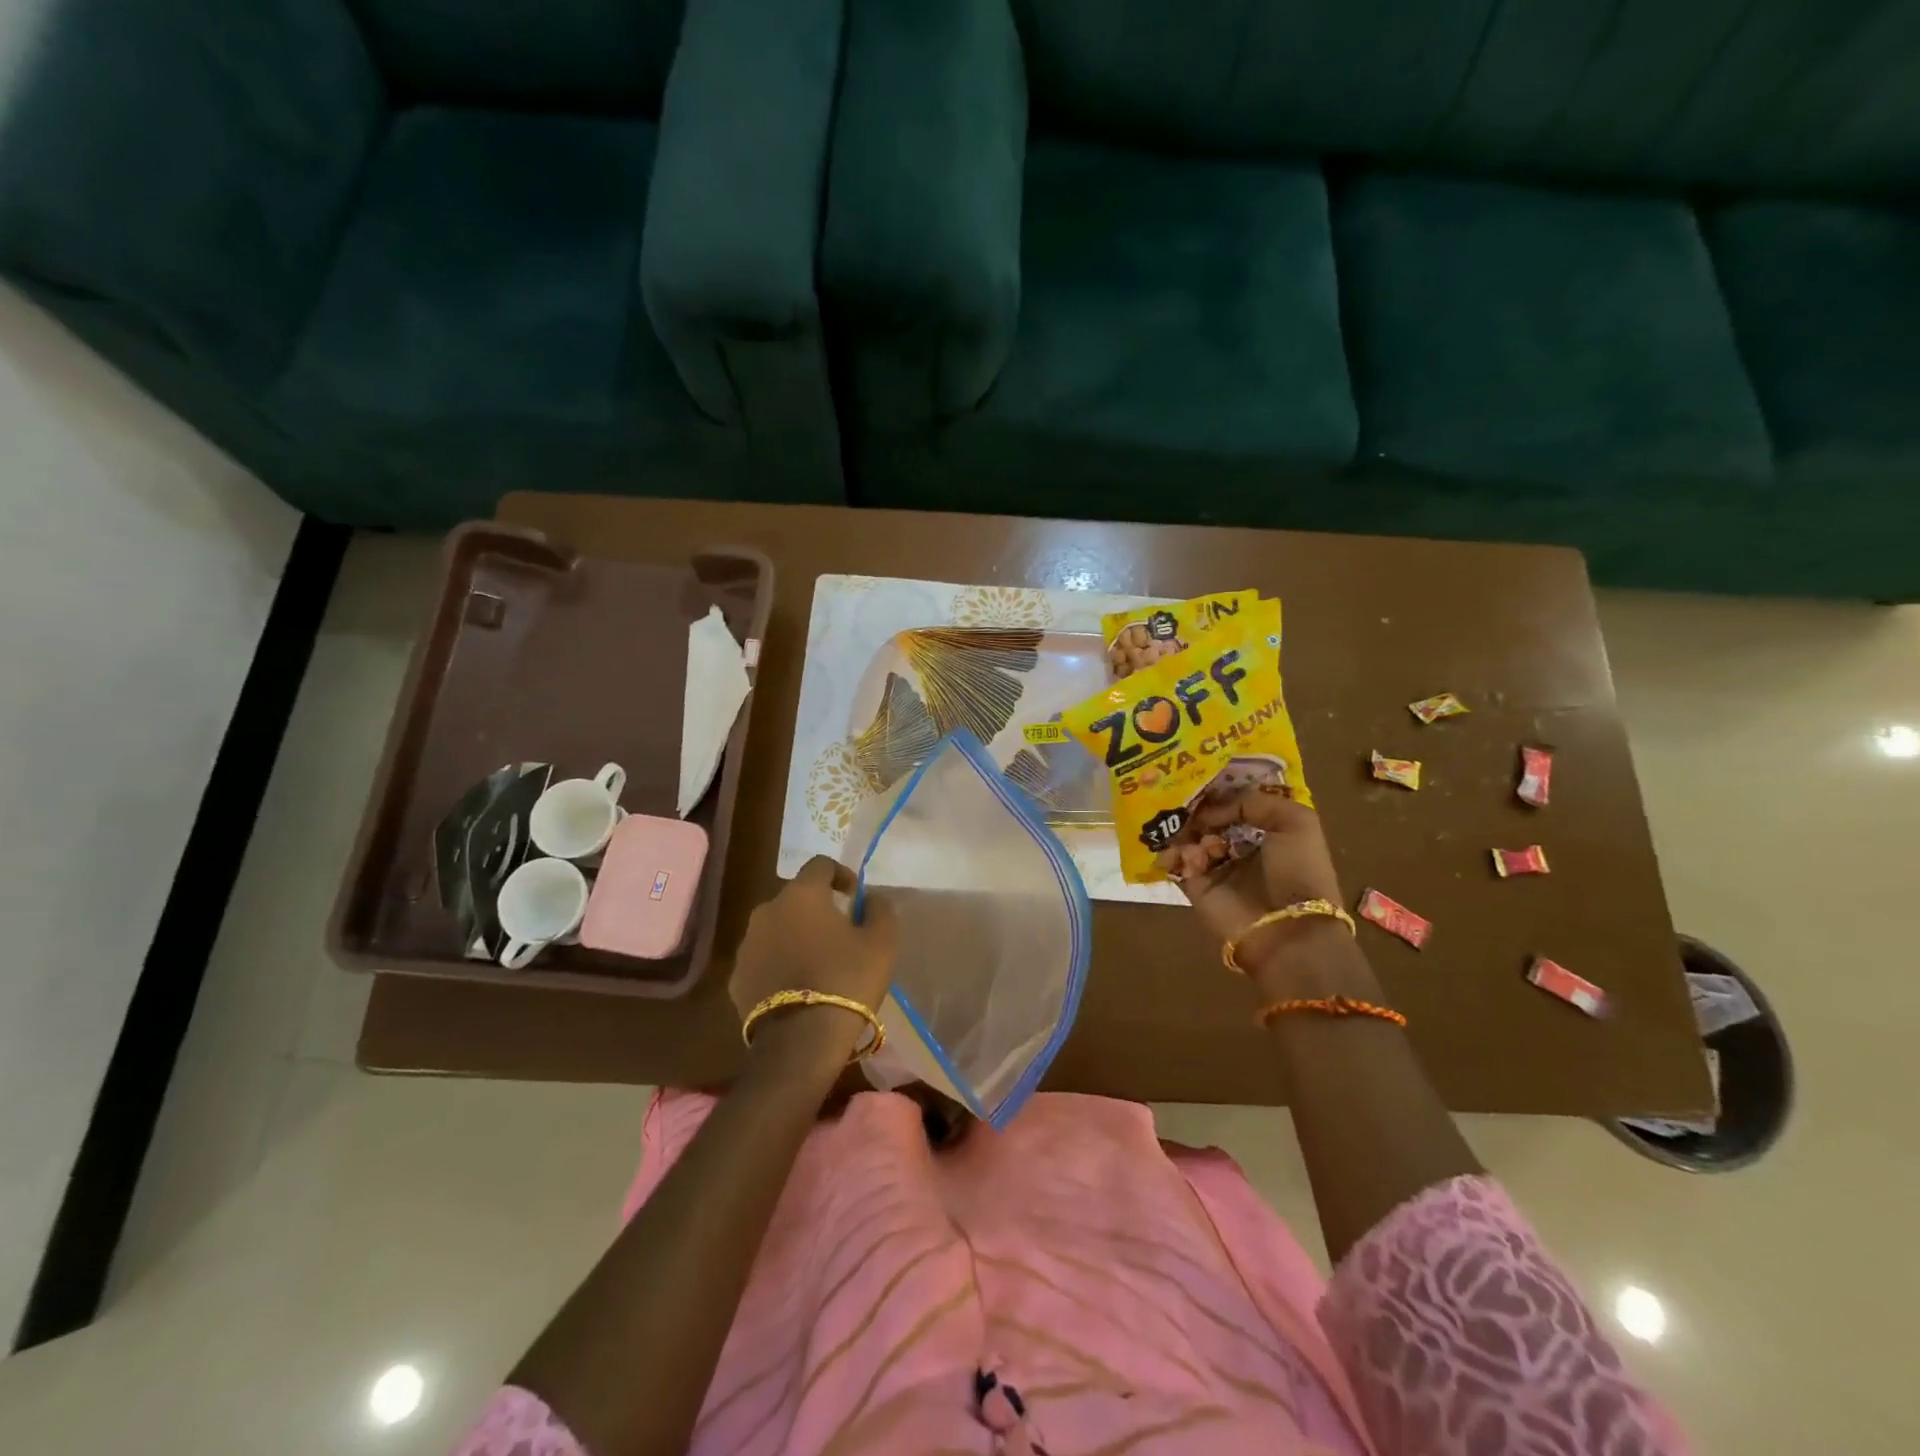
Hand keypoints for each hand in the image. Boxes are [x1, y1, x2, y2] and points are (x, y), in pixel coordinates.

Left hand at [730, 857, 897, 1062]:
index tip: (855, 896)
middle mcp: (767, 910)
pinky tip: (797, 986)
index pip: (820, 864)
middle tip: (838, 933)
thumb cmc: (846, 981)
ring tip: (817, 962)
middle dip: (817, 908)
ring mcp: (747, 944)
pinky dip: (779, 963)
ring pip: (777, 928)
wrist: (800, 1042)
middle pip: (796, 898)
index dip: (841, 874)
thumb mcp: (881, 942)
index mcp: (802, 895)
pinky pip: (763, 958)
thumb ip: (879, 909)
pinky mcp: (736, 977)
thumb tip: (871, 897)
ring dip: (795, 936)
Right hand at [1160, 785, 1344, 947]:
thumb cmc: (1299, 870)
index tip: (1201, 778)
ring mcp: (1215, 865)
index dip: (1219, 790)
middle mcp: (1239, 845)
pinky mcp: (1195, 885)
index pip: (1236, 801)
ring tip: (1200, 842)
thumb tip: (1211, 811)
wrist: (1287, 929)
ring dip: (1189, 832)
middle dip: (1197, 809)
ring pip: (1188, 835)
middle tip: (1186, 802)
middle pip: (1207, 816)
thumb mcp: (1295, 821)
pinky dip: (1178, 855)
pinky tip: (1193, 859)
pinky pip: (1177, 861)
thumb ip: (1253, 801)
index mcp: (1267, 829)